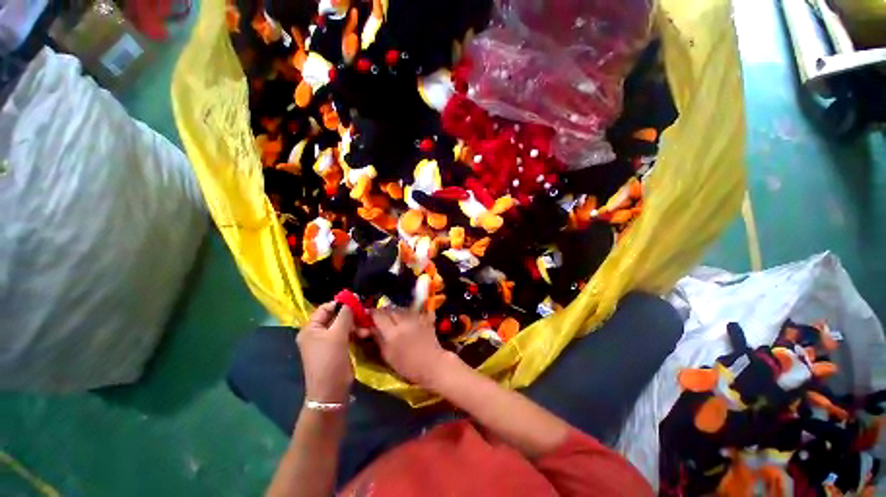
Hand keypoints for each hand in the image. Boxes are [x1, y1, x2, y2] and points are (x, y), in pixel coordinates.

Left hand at [297, 302, 355, 403]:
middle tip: (364, 313)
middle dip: (350, 315)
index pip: (325, 308)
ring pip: (343, 326)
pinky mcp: (336, 349)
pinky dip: (355, 332)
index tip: (357, 300)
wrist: (331, 390)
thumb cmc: (330, 360)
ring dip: (355, 324)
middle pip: (335, 316)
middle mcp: (317, 333)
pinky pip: (346, 335)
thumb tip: (350, 301)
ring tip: (366, 328)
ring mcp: (327, 342)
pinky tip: (365, 333)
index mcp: (311, 329)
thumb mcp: (337, 334)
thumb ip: (344, 315)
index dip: (340, 303)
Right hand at [370, 308, 449, 384]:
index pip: (378, 316)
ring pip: (402, 309)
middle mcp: (403, 321)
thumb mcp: (388, 356)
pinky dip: (410, 313)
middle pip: (390, 310)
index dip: (372, 313)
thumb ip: (379, 339)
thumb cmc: (408, 366)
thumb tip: (371, 329)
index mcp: (392, 331)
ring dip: (396, 311)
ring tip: (393, 316)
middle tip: (379, 315)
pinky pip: (415, 312)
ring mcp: (415, 319)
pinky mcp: (425, 320)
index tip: (367, 314)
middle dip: (383, 311)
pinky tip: (409, 318)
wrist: (432, 364)